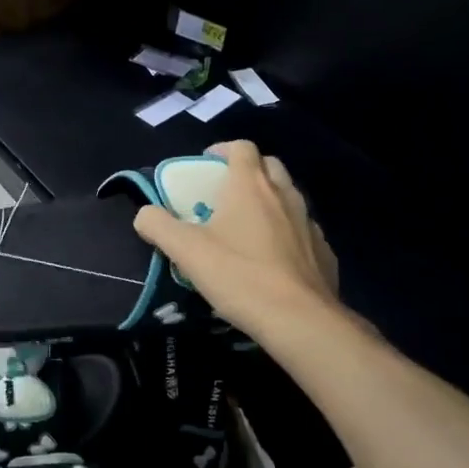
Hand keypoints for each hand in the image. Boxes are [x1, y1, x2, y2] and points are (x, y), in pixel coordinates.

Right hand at [132, 141, 340, 340]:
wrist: (299, 320)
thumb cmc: (239, 275)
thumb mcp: (185, 250)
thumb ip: (158, 225)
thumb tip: (145, 214)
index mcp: (251, 185)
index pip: (241, 147)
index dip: (222, 150)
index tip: (205, 167)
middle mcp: (284, 194)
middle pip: (269, 166)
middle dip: (248, 172)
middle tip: (226, 195)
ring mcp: (309, 223)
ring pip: (289, 198)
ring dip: (269, 202)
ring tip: (248, 229)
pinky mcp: (324, 252)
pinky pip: (303, 231)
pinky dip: (288, 234)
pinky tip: (275, 260)